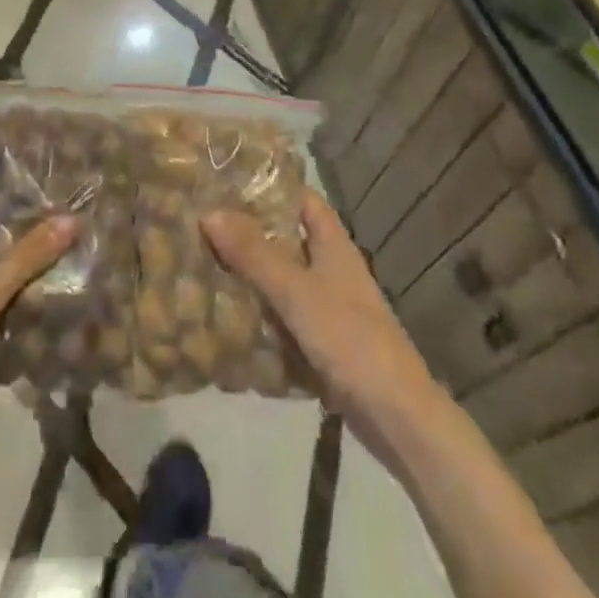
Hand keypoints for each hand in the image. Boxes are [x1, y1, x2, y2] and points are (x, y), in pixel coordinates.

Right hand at [202, 190, 434, 435]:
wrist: (396, 417)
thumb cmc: (350, 339)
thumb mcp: (296, 291)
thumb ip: (253, 253)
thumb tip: (209, 212)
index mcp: (333, 244)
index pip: (302, 198)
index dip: (270, 185)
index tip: (228, 180)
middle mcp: (331, 268)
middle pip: (285, 237)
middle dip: (248, 231)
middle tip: (202, 222)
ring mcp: (328, 306)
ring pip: (281, 278)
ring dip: (249, 272)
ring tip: (202, 262)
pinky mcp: (321, 341)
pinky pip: (282, 315)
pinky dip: (258, 312)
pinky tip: (225, 314)